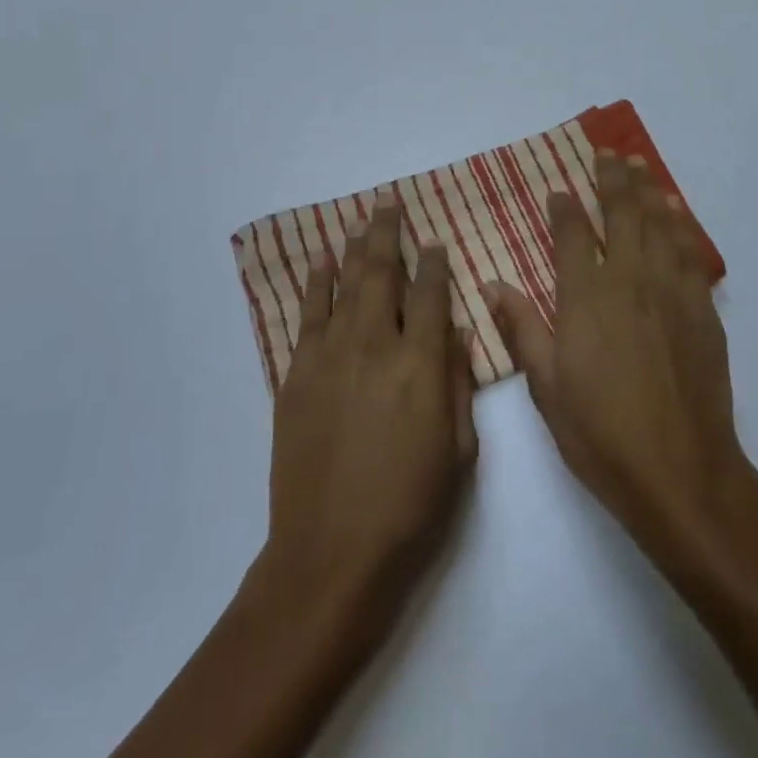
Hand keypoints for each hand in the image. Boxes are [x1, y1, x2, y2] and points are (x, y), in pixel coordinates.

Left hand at [263, 201, 476, 629]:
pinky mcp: (296, 377)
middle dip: (388, 235)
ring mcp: (330, 359)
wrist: (332, 555)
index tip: (436, 241)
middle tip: (388, 203)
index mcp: (422, 366)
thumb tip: (456, 332)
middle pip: (382, 276)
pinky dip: (315, 285)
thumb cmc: (411, 508)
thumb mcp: (460, 452)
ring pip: (344, 287)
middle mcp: (375, 348)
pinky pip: (307, 317)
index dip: (435, 264)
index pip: (431, 296)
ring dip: (354, 249)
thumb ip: (458, 384)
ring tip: (360, 220)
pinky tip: (321, 262)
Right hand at [490, 154, 746, 559]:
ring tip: (640, 167)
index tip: (559, 189)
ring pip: (659, 227)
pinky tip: (676, 214)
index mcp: (586, 299)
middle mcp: (629, 283)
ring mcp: (671, 293)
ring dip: (648, 193)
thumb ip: (521, 328)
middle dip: (613, 181)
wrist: (681, 470)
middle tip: (609, 154)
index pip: (574, 237)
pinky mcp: (702, 311)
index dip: (565, 209)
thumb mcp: (546, 387)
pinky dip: (681, 226)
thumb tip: (492, 284)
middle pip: (622, 217)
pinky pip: (690, 254)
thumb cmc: (601, 434)